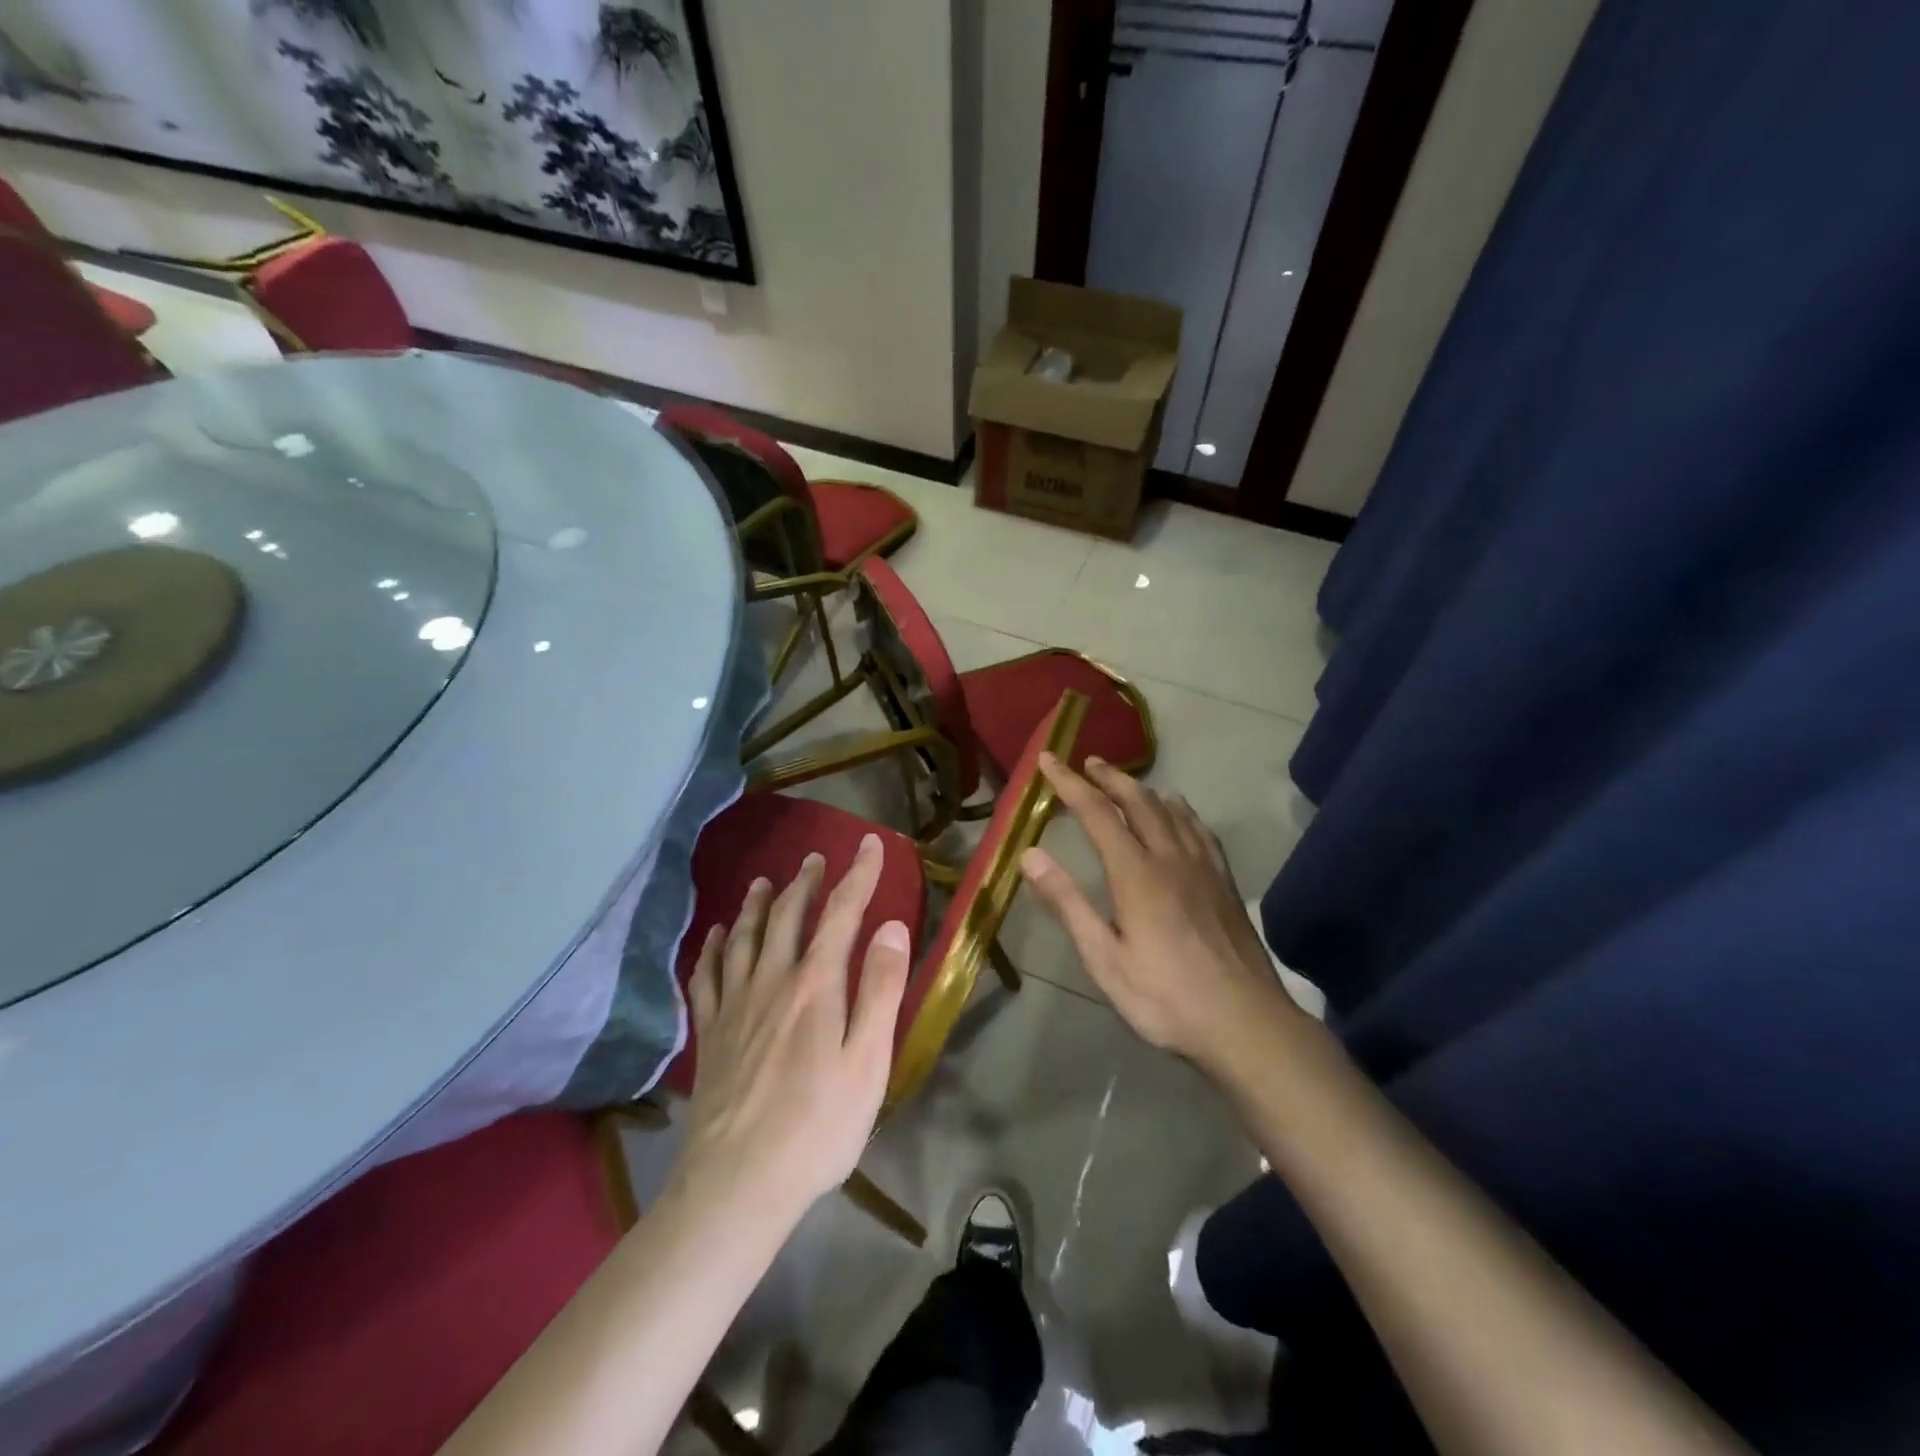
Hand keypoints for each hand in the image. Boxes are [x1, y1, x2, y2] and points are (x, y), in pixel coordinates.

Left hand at [675, 835, 910, 1214]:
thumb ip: (880, 989)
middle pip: (788, 917)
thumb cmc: (818, 1125)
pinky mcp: (711, 1033)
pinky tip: (716, 937)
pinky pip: (708, 976)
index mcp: (816, 985)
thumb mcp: (868, 1061)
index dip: (858, 875)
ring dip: (758, 905)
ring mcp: (735, 1005)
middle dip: (806, 883)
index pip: (841, 914)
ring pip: (745, 938)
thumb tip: (891, 926)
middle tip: (815, 859)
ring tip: (765, 882)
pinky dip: (713, 948)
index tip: (870, 844)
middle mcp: (772, 981)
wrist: (738, 1183)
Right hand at [1019, 754, 1302, 1066]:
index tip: (1048, 759)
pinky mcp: (1225, 882)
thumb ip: (1068, 904)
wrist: (1245, 1023)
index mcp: (1136, 874)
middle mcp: (1171, 858)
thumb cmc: (1165, 998)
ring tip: (1126, 781)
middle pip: (1139, 801)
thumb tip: (1030, 855)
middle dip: (1109, 777)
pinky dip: (1181, 810)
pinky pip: (1200, 829)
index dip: (1070, 784)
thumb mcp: (1104, 959)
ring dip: (1143, 789)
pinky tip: (1179, 813)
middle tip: (1088, 762)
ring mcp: (1204, 867)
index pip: (1097, 813)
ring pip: (1172, 810)